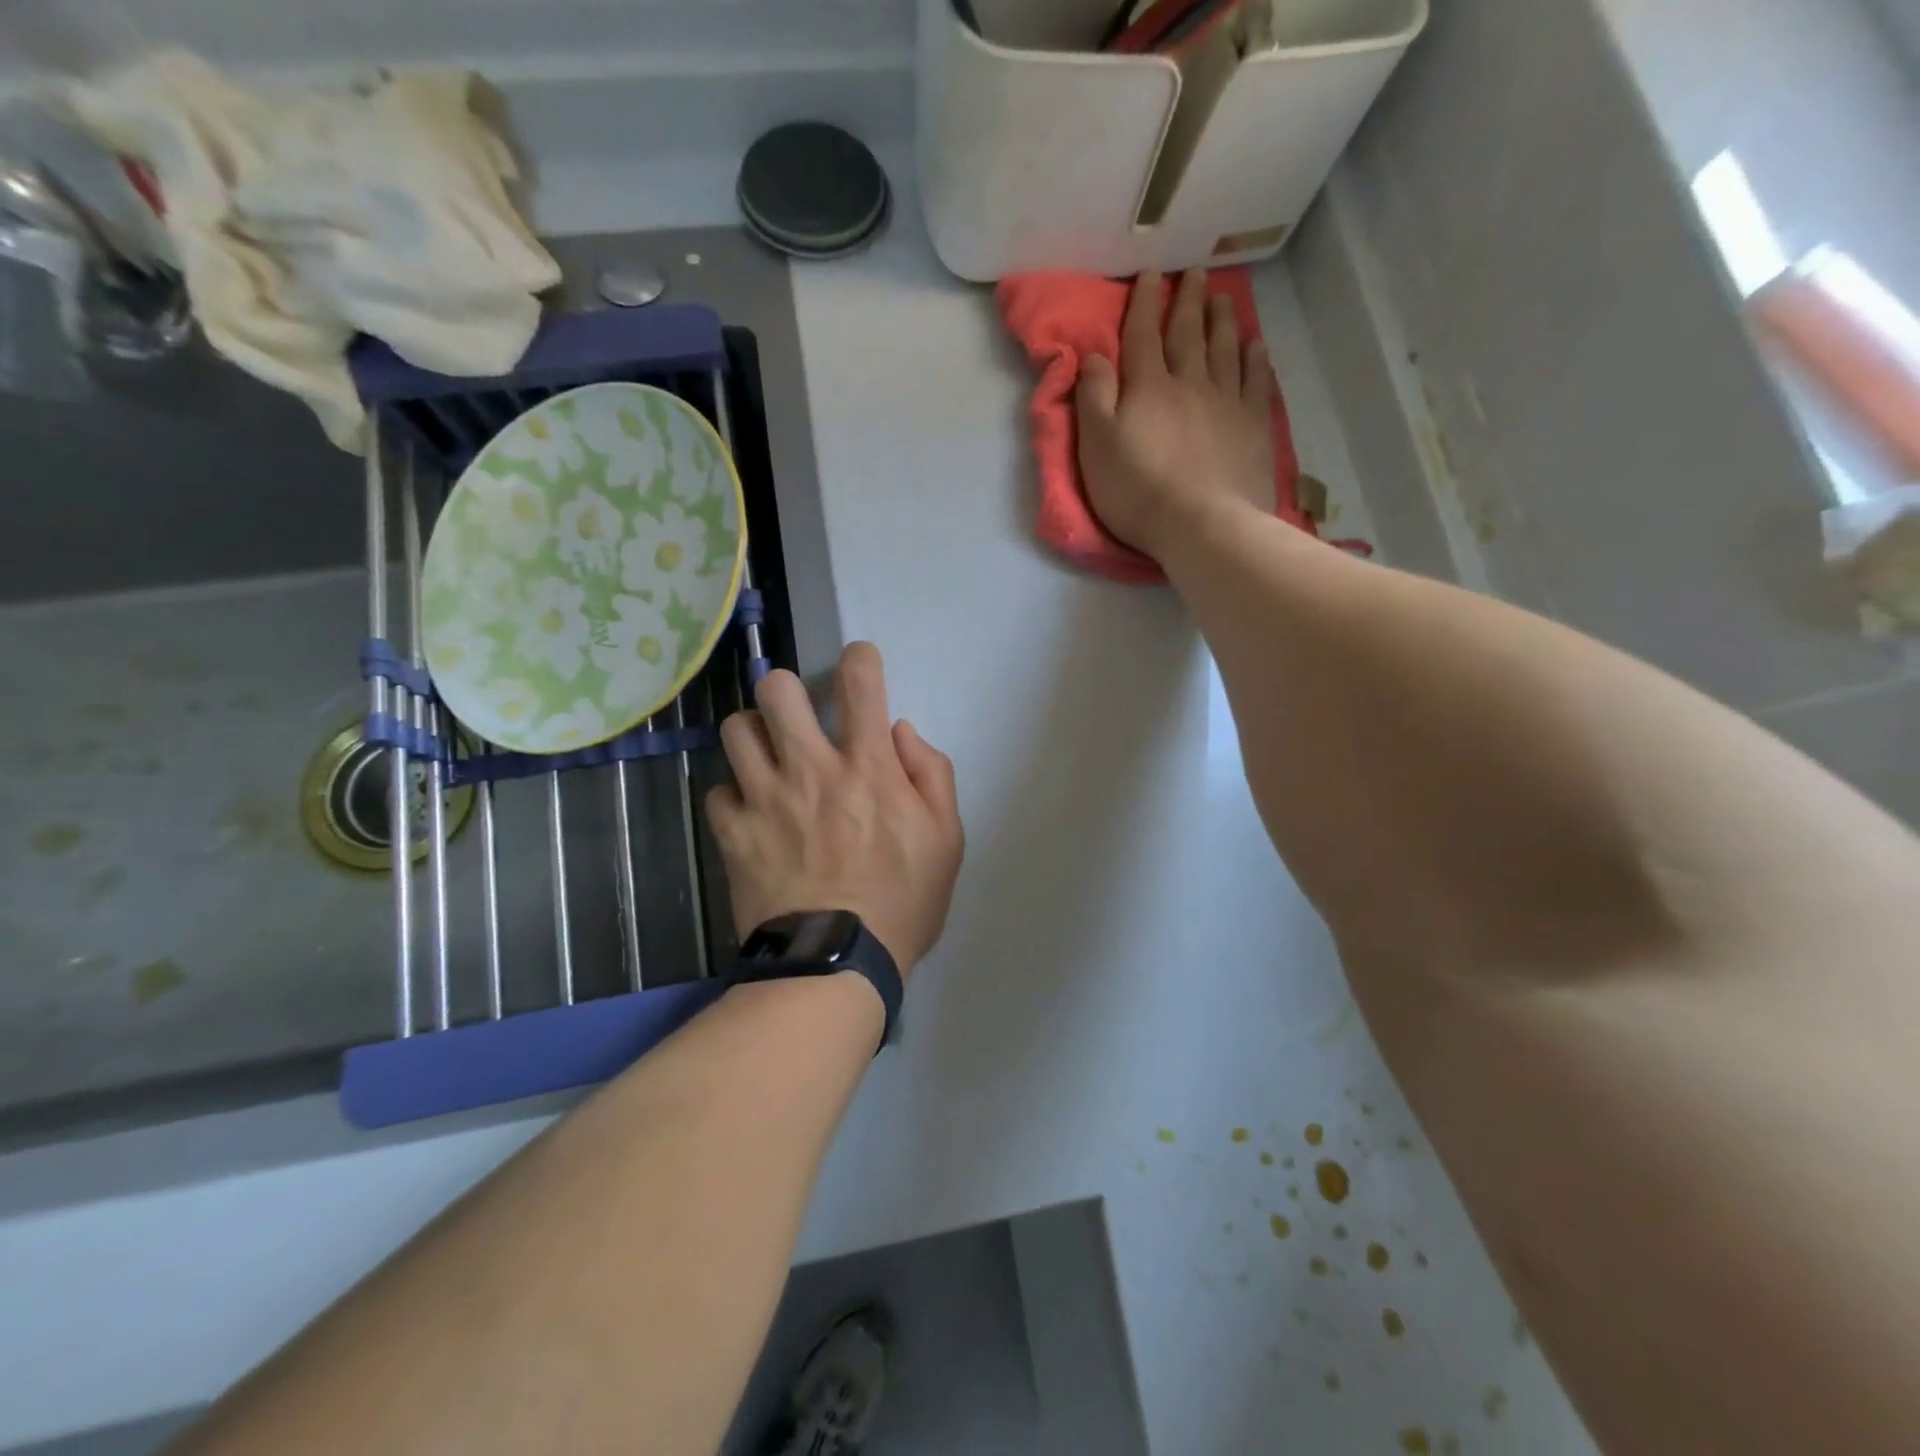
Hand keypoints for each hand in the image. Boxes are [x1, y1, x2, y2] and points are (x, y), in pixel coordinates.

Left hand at [706, 643, 963, 977]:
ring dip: (755, 735)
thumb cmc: (903, 903)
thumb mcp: (947, 840)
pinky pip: (718, 791)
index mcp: (867, 768)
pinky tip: (751, 812)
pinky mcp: (733, 834)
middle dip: (788, 690)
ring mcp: (765, 800)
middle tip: (799, 716)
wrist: (835, 964)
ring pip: (736, 730)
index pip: (861, 683)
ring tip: (769, 758)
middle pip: (777, 691)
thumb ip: (932, 774)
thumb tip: (900, 731)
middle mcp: (811, 770)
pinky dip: (734, 795)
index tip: (860, 662)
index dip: (860, 658)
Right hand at [1074, 268, 1277, 559]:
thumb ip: (1093, 397)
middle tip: (1194, 273)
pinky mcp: (1253, 427)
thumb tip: (1095, 354)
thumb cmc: (1138, 491)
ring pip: (1225, 349)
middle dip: (1187, 301)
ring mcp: (1227, 403)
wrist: (1202, 524)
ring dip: (1222, 320)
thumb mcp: (1096, 447)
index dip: (1144, 303)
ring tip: (1223, 298)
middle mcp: (1189, 383)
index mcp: (1148, 388)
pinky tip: (1255, 346)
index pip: (1142, 335)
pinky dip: (1255, 359)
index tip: (1151, 273)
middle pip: (1188, 334)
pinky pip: (1256, 382)